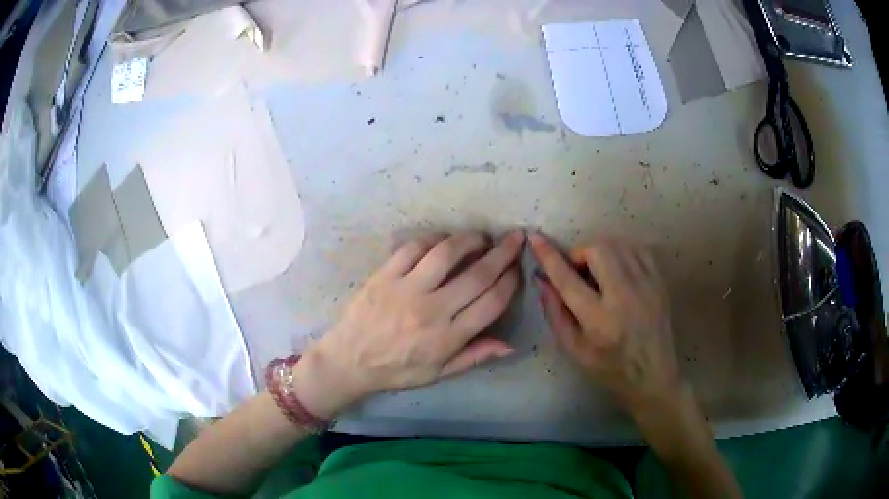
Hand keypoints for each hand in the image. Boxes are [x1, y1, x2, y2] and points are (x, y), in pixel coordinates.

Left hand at [295, 231, 525, 418]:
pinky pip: (413, 248)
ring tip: (481, 238)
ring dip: (470, 240)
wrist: (349, 360)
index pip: (491, 303)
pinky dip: (433, 239)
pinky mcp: (385, 275)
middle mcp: (431, 310)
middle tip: (515, 239)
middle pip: (477, 275)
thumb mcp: (438, 373)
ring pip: (447, 254)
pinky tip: (443, 241)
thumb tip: (510, 345)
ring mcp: (406, 289)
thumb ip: (474, 356)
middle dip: (503, 253)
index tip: (517, 269)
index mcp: (447, 338)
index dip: (510, 282)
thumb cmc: (396, 370)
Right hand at [529, 234, 681, 412]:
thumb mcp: (574, 349)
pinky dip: (621, 252)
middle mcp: (625, 296)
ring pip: (618, 244)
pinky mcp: (658, 280)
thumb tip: (542, 278)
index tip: (535, 238)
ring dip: (600, 252)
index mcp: (599, 320)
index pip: (568, 279)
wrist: (653, 373)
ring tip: (599, 274)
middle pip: (598, 250)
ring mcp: (646, 285)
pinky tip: (618, 270)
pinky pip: (636, 248)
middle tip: (579, 273)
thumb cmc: (609, 367)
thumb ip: (555, 312)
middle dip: (580, 254)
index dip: (548, 256)